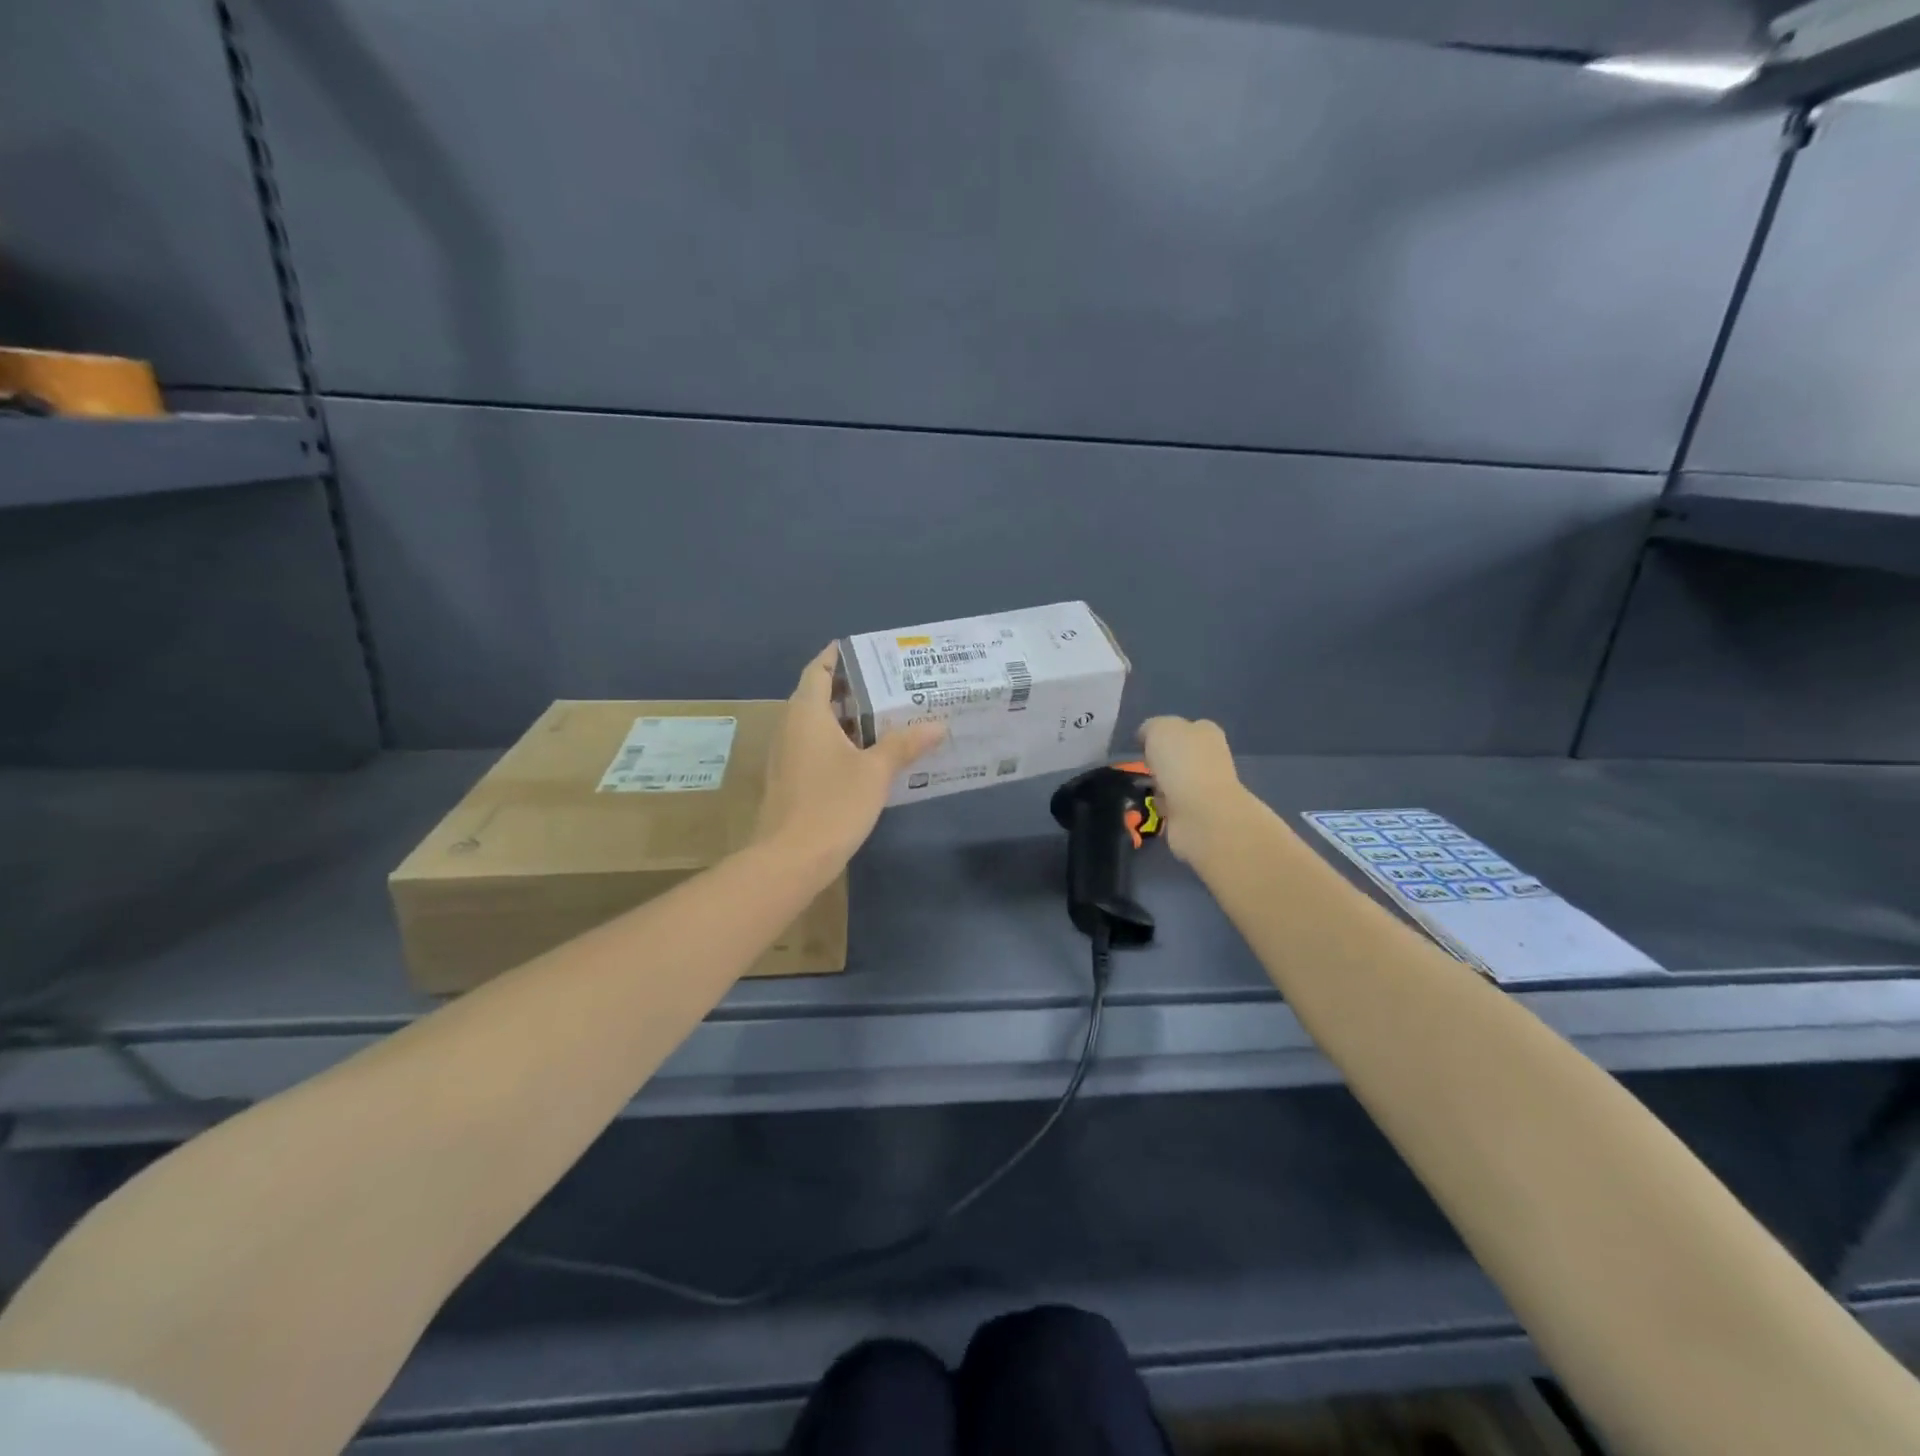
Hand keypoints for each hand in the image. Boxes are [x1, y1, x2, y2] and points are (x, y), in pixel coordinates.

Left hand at [754, 646, 945, 867]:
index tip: (863, 650)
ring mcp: (785, 756)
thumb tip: (937, 724)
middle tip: (887, 684)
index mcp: (806, 714)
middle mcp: (790, 727)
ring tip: (883, 716)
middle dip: (849, 688)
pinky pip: (812, 747)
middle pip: (816, 696)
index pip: (818, 670)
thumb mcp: (875, 772)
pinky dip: (836, 742)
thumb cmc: (832, 805)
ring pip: (815, 724)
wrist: (789, 859)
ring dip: (844, 718)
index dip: (836, 657)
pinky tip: (864, 755)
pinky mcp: (788, 780)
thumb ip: (904, 745)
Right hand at [1139, 716, 1251, 864]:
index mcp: (1206, 732)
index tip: (1144, 746)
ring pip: (1176, 781)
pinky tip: (1153, 806)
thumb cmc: (1181, 762)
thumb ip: (1152, 728)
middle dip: (1162, 762)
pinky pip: (1173, 805)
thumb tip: (1147, 740)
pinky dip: (1163, 806)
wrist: (1200, 812)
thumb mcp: (1159, 729)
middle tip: (1143, 768)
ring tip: (1144, 789)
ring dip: (1161, 785)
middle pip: (1180, 755)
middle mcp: (1210, 757)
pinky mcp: (1198, 813)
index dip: (1163, 735)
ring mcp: (1206, 787)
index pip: (1184, 727)